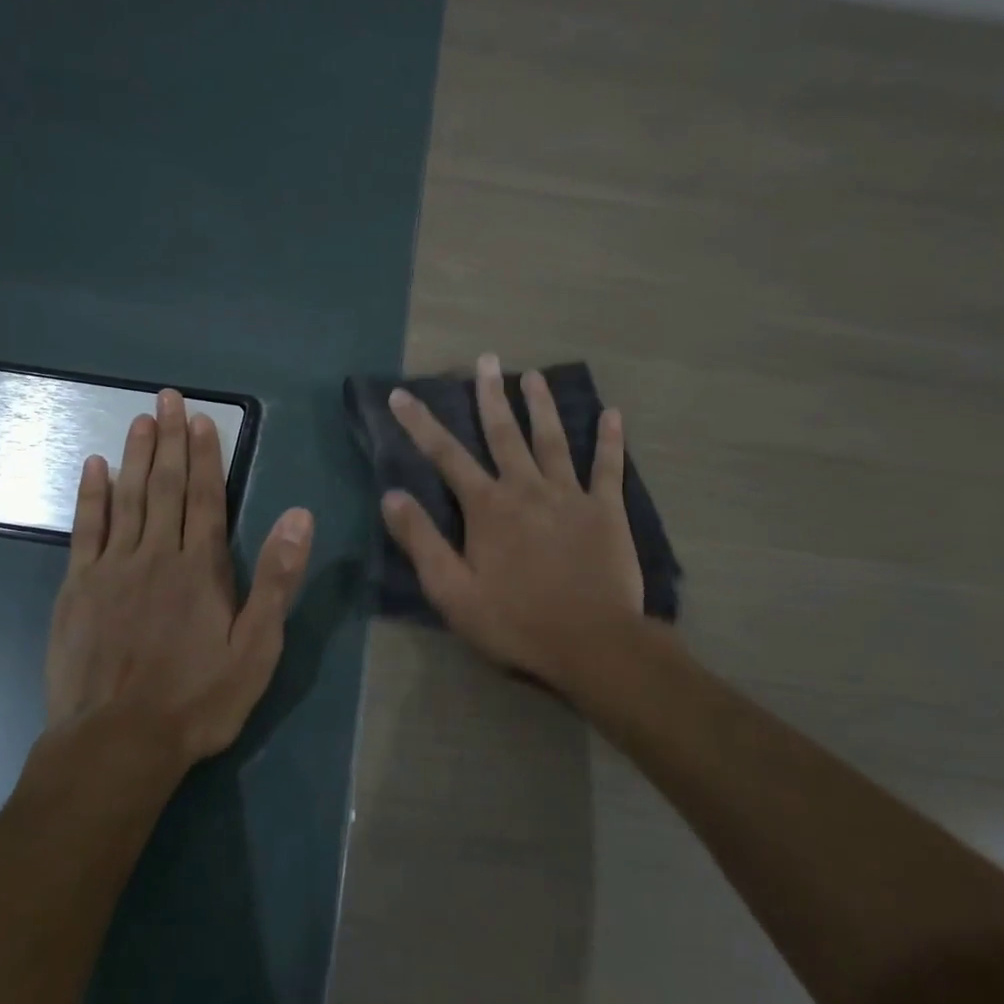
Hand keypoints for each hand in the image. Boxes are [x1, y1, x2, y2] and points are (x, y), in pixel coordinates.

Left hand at [45, 389, 313, 768]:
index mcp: (201, 567)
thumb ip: (276, 579)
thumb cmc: (197, 699)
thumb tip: (300, 516)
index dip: (206, 455)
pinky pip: (85, 530)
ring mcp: (112, 568)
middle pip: (166, 486)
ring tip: (139, 418)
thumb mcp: (256, 648)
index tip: (201, 418)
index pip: (207, 496)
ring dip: (135, 455)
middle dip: (169, 439)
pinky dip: (91, 496)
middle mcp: (156, 554)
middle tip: (166, 397)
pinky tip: (94, 467)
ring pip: (127, 497)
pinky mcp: (78, 588)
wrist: (117, 745)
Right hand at [380, 353, 643, 692]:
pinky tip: (613, 414)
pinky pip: (608, 467)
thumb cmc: (516, 621)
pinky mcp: (606, 510)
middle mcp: (526, 488)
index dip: (420, 424)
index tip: (402, 394)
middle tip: (487, 359)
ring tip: (534, 375)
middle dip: (490, 395)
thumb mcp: (453, 591)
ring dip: (542, 405)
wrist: (592, 643)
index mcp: (488, 507)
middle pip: (504, 433)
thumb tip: (390, 496)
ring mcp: (569, 495)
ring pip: (553, 439)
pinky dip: (610, 440)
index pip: (446, 456)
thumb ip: (422, 541)